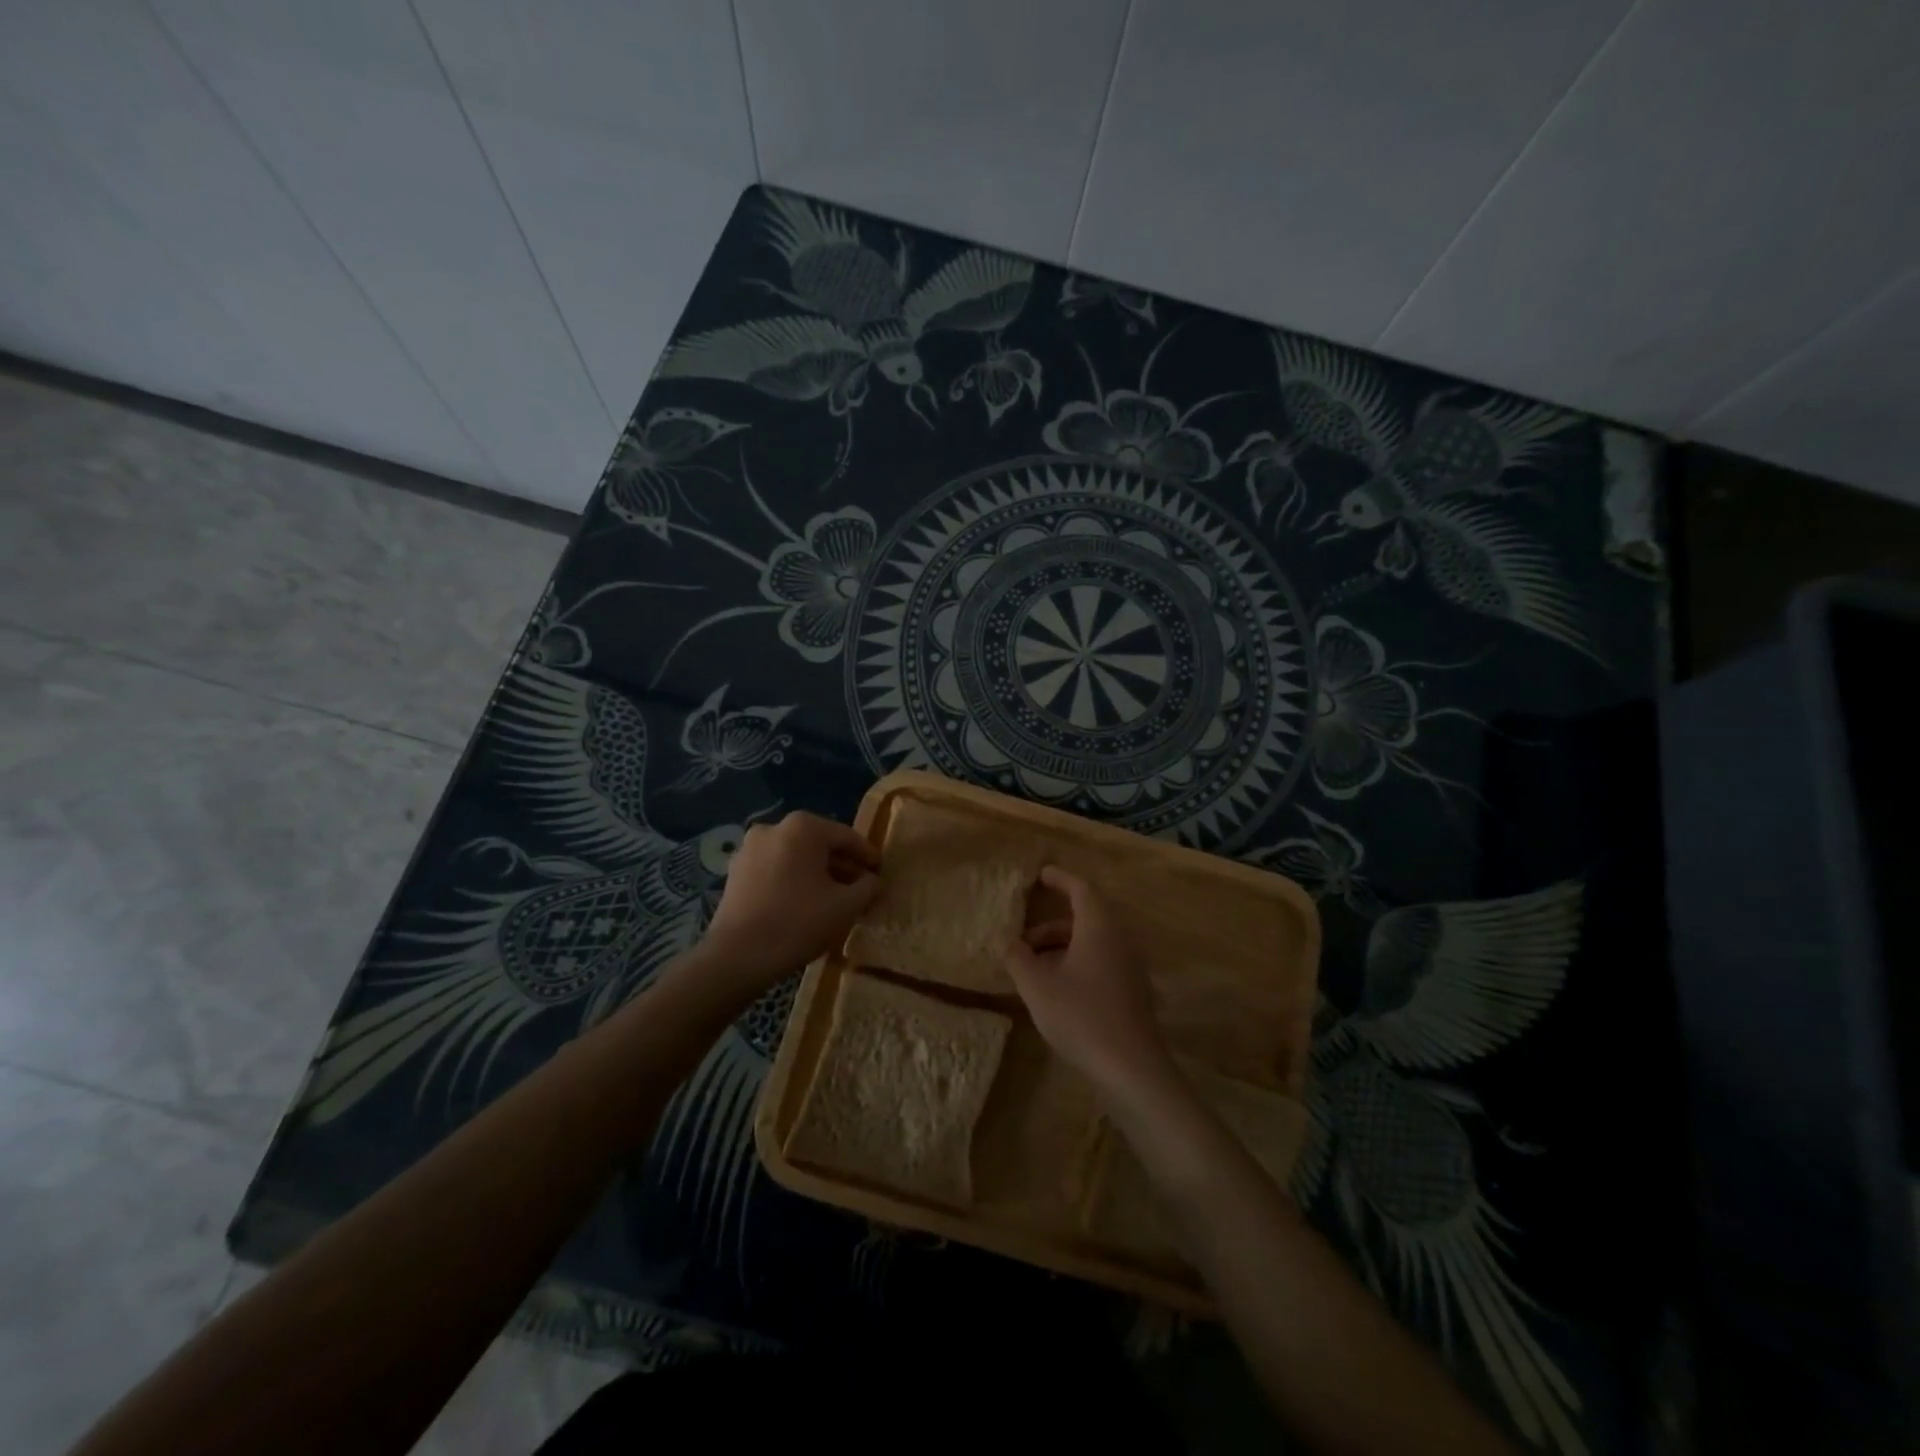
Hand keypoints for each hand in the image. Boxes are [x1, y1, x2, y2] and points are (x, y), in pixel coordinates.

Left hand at [699, 812, 879, 990]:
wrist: (737, 957)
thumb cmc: (798, 923)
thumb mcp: (846, 906)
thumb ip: (868, 888)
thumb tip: (875, 881)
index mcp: (803, 827)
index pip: (847, 837)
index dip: (867, 856)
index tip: (881, 872)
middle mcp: (774, 828)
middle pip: (819, 845)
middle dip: (842, 866)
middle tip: (861, 889)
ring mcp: (750, 848)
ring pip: (796, 858)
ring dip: (817, 875)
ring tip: (834, 900)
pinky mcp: (735, 871)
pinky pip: (775, 869)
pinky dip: (793, 881)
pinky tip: (804, 904)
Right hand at [1006, 866, 1173, 1104]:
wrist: (1131, 1068)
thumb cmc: (1081, 1016)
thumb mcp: (1037, 986)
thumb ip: (1018, 958)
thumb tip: (1009, 942)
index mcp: (1099, 927)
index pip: (1081, 889)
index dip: (1060, 879)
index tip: (1040, 875)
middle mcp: (1119, 939)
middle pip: (1085, 918)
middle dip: (1051, 925)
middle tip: (1022, 940)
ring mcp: (1130, 966)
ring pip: (1092, 943)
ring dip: (1061, 948)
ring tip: (1032, 969)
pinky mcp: (1133, 991)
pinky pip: (1101, 962)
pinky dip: (1076, 963)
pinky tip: (1056, 989)